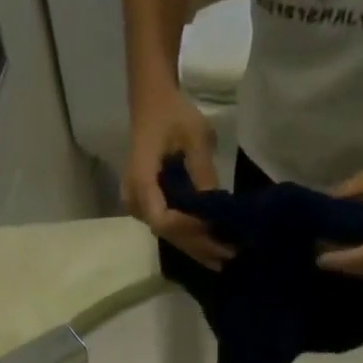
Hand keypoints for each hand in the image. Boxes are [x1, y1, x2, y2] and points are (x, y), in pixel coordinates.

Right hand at [122, 88, 234, 270]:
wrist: (151, 104)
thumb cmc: (173, 113)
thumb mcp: (195, 134)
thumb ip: (203, 171)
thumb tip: (217, 206)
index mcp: (141, 181)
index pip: (163, 219)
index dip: (188, 228)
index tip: (213, 228)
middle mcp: (135, 202)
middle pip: (167, 233)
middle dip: (199, 245)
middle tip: (228, 255)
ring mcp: (138, 208)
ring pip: (168, 235)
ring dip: (195, 247)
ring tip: (222, 258)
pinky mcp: (147, 208)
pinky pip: (168, 228)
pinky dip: (189, 238)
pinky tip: (208, 248)